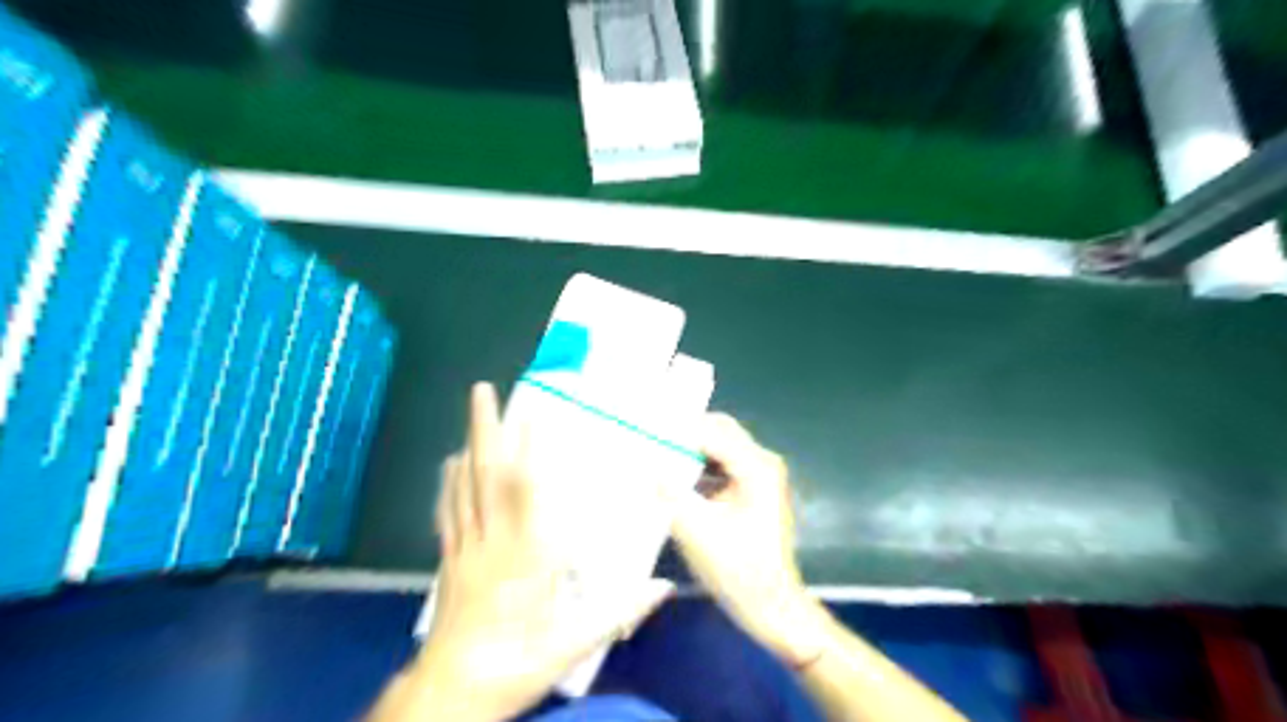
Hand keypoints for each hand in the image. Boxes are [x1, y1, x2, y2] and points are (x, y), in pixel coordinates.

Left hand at [399, 384, 668, 721]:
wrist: (447, 696)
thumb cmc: (513, 666)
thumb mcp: (570, 646)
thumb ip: (617, 611)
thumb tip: (664, 585)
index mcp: (525, 559)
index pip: (528, 495)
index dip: (531, 451)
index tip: (537, 414)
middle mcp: (491, 542)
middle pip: (485, 477)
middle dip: (484, 429)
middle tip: (483, 389)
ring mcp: (464, 548)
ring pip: (464, 486)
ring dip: (469, 443)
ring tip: (473, 409)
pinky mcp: (449, 560)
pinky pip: (448, 511)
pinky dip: (450, 482)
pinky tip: (450, 463)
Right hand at [662, 415, 824, 668]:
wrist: (772, 606)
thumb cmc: (738, 571)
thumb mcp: (696, 531)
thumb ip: (671, 492)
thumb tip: (648, 463)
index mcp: (755, 467)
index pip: (711, 431)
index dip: (677, 431)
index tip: (644, 435)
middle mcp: (762, 461)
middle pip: (719, 430)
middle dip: (684, 435)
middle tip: (649, 442)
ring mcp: (760, 474)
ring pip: (719, 445)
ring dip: (690, 449)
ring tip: (656, 456)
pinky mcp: (754, 487)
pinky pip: (722, 463)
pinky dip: (699, 465)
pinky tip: (674, 476)